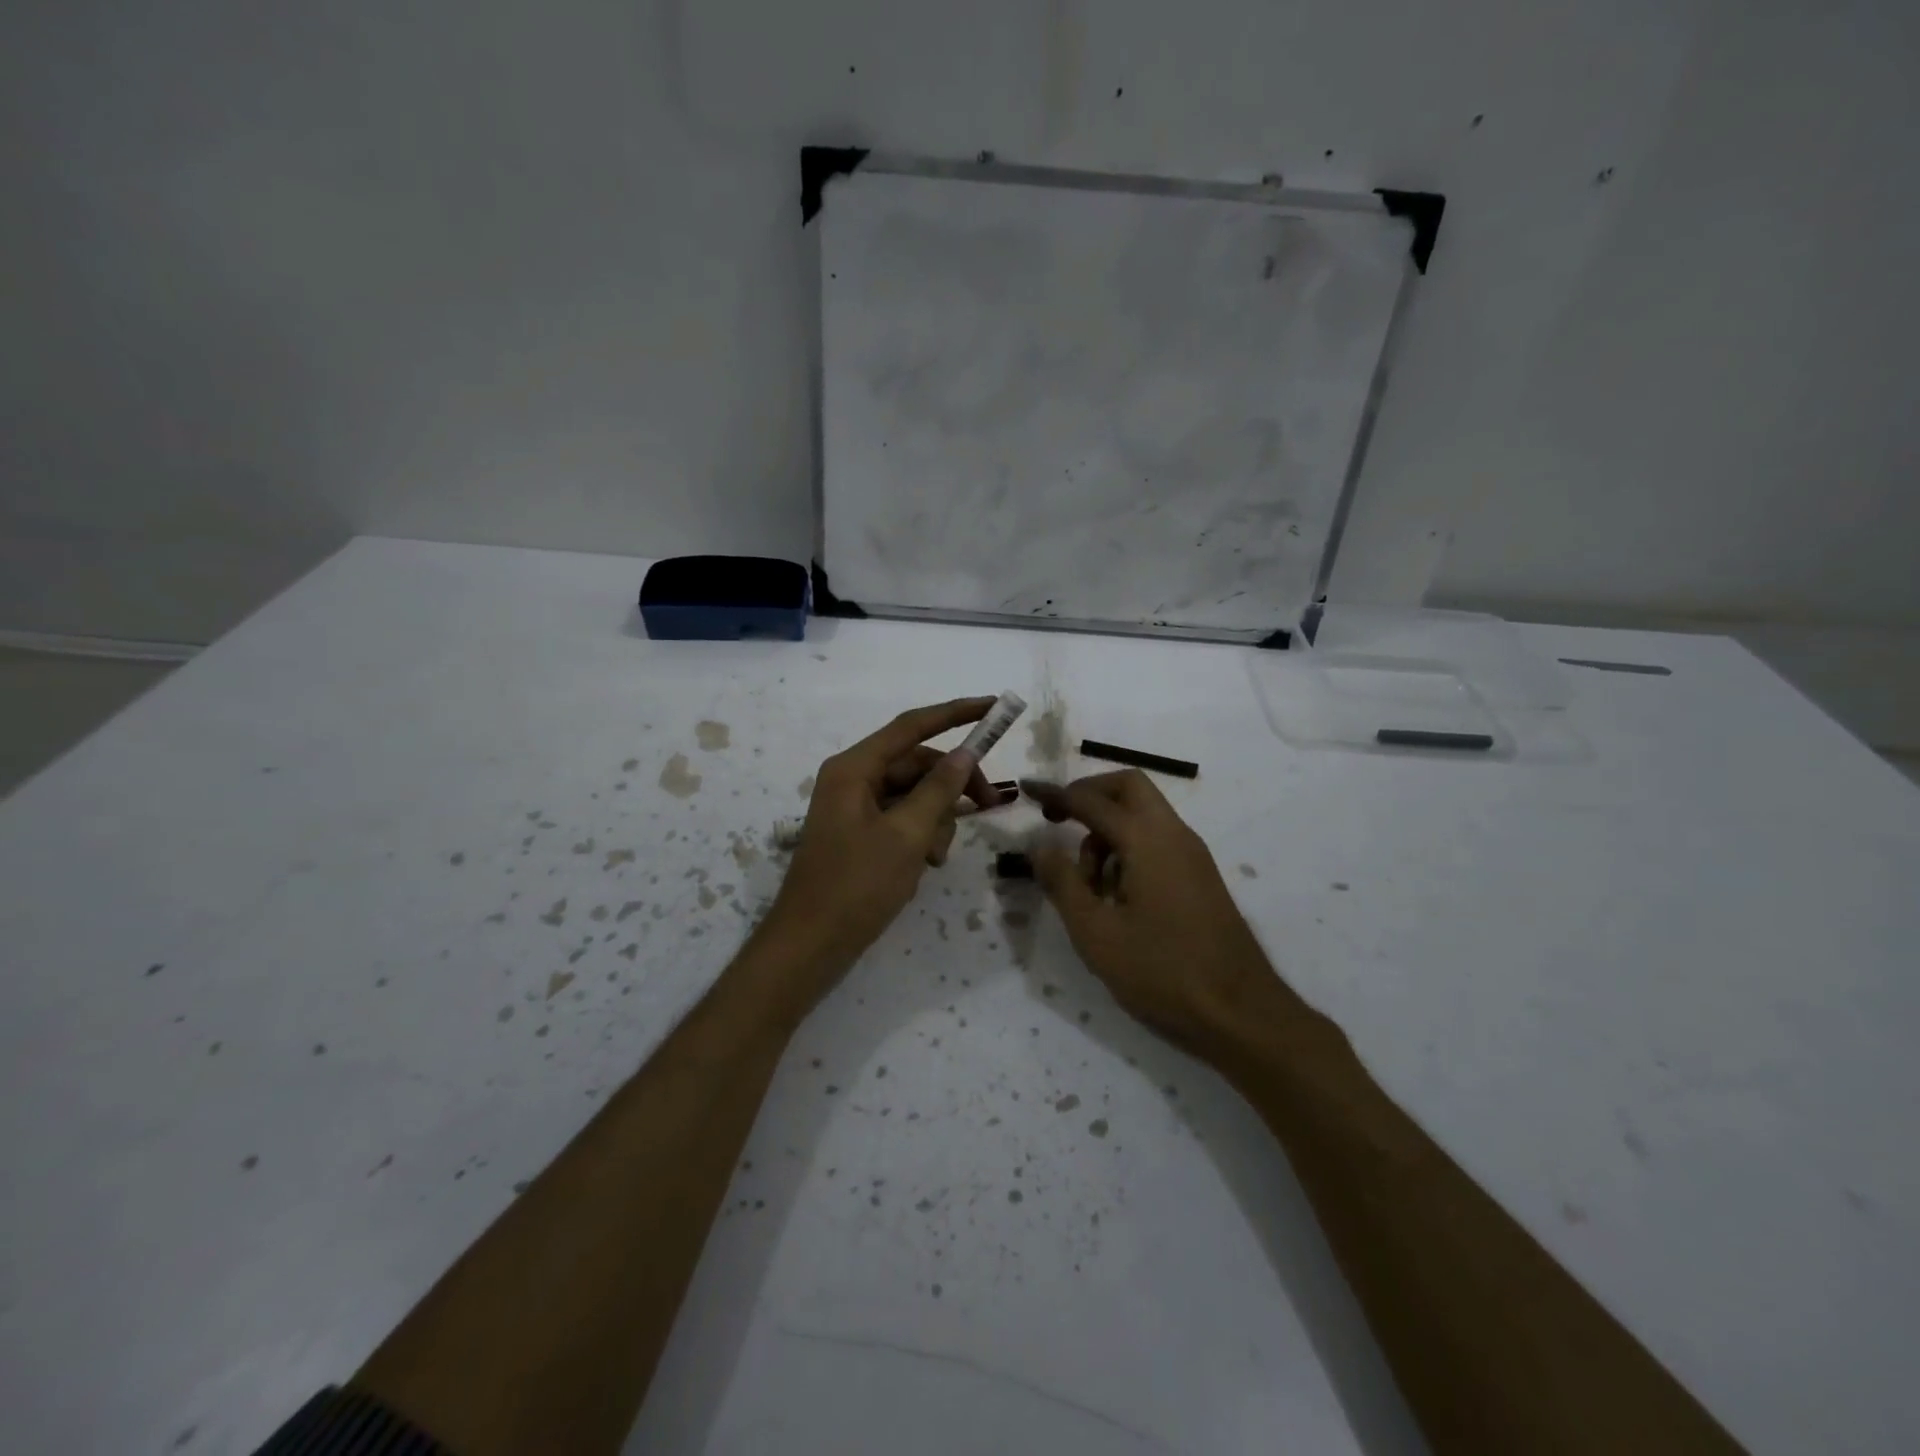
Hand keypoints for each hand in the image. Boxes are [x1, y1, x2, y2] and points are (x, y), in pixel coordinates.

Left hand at [750, 698, 1004, 1014]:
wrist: (810, 945)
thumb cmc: (856, 886)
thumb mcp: (906, 835)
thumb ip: (939, 790)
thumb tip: (966, 754)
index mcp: (855, 768)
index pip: (912, 726)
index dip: (955, 713)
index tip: (993, 706)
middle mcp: (853, 779)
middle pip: (917, 763)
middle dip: (952, 784)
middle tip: (990, 804)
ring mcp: (856, 808)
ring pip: (914, 794)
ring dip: (937, 819)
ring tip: (937, 857)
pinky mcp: (861, 834)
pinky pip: (903, 819)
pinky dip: (921, 835)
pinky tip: (926, 864)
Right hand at [1022, 771, 1296, 1056]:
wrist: (1241, 1013)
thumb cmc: (1162, 971)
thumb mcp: (1096, 932)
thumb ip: (1062, 882)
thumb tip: (1038, 845)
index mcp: (1147, 840)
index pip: (1092, 801)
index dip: (1055, 793)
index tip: (1027, 789)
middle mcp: (1174, 834)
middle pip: (1128, 788)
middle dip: (1089, 796)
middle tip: (1058, 821)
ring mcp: (1192, 855)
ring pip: (1143, 815)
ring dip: (1107, 831)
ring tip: (1087, 886)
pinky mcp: (1200, 877)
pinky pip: (1157, 841)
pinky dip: (1128, 849)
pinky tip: (1115, 898)